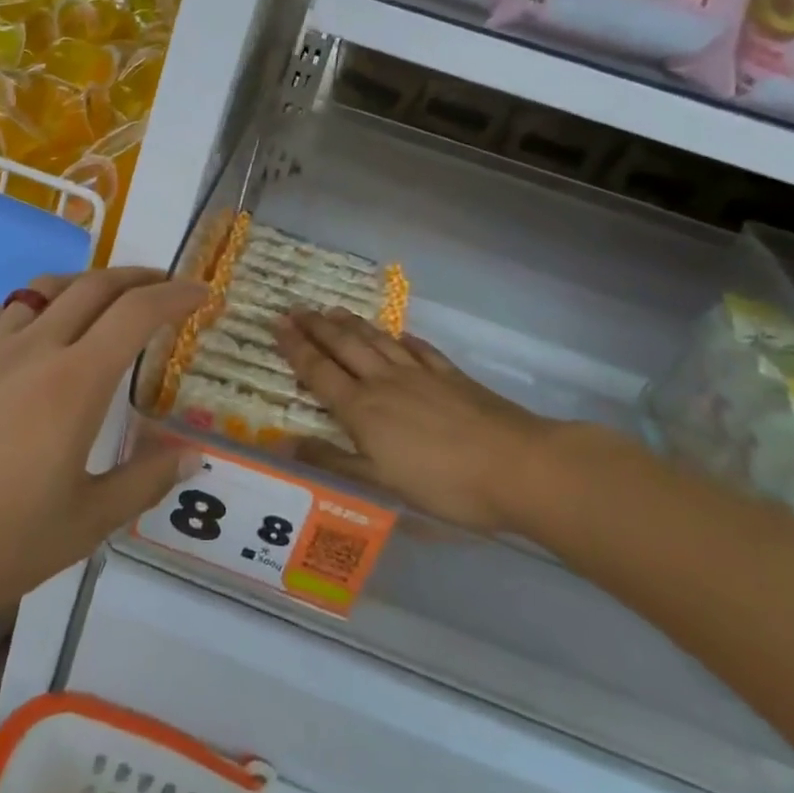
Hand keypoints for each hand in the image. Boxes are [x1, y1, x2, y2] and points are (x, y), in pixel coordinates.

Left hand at [0, 269, 204, 636]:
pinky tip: (42, 332)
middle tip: (167, 287)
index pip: (138, 313)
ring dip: (90, 283)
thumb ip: (142, 482)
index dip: (176, 295)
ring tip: (109, 299)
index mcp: (74, 382)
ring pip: (49, 288)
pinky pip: (10, 310)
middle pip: (97, 286)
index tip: (202, 294)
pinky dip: (42, 304)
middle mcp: (35, 347)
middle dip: (141, 277)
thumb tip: (191, 456)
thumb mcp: (81, 525)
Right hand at [275, 308, 596, 535]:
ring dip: (352, 324)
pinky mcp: (451, 375)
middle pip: (344, 346)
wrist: (517, 466)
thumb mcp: (381, 484)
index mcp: (363, 409)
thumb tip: (283, 444)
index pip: (319, 370)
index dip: (295, 346)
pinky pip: (418, 348)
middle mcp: (385, 382)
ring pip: (377, 341)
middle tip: (296, 308)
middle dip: (317, 326)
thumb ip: (333, 461)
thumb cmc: (445, 484)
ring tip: (333, 310)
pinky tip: (397, 334)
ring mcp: (420, 374)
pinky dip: (401, 338)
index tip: (276, 323)